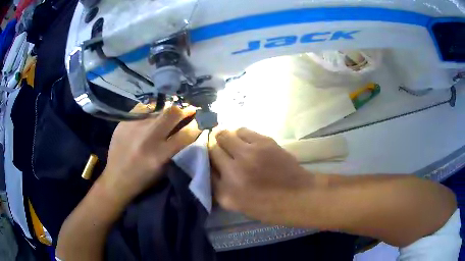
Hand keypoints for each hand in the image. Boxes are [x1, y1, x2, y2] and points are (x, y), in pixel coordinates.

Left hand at [100, 106, 200, 204]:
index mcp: (159, 155)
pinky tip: (150, 118)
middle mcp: (147, 138)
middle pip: (171, 113)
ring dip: (166, 113)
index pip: (185, 134)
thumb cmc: (143, 179)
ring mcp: (133, 127)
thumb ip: (175, 150)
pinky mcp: (124, 122)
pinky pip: (142, 111)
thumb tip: (186, 130)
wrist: (116, 178)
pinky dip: (150, 113)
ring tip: (167, 116)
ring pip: (157, 110)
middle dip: (184, 110)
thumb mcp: (163, 169)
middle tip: (189, 110)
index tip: (199, 121)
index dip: (196, 126)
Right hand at [209, 128, 319, 225]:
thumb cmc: (269, 206)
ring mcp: (248, 154)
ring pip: (225, 135)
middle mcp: (232, 171)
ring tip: (232, 143)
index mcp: (225, 192)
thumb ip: (220, 188)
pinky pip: (242, 130)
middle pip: (212, 149)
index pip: (205, 168)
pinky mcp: (263, 142)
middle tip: (221, 150)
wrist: (298, 195)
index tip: (210, 160)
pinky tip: (244, 140)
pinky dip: (239, 134)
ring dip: (225, 138)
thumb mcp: (237, 205)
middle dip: (214, 149)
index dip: (207, 162)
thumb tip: (210, 167)